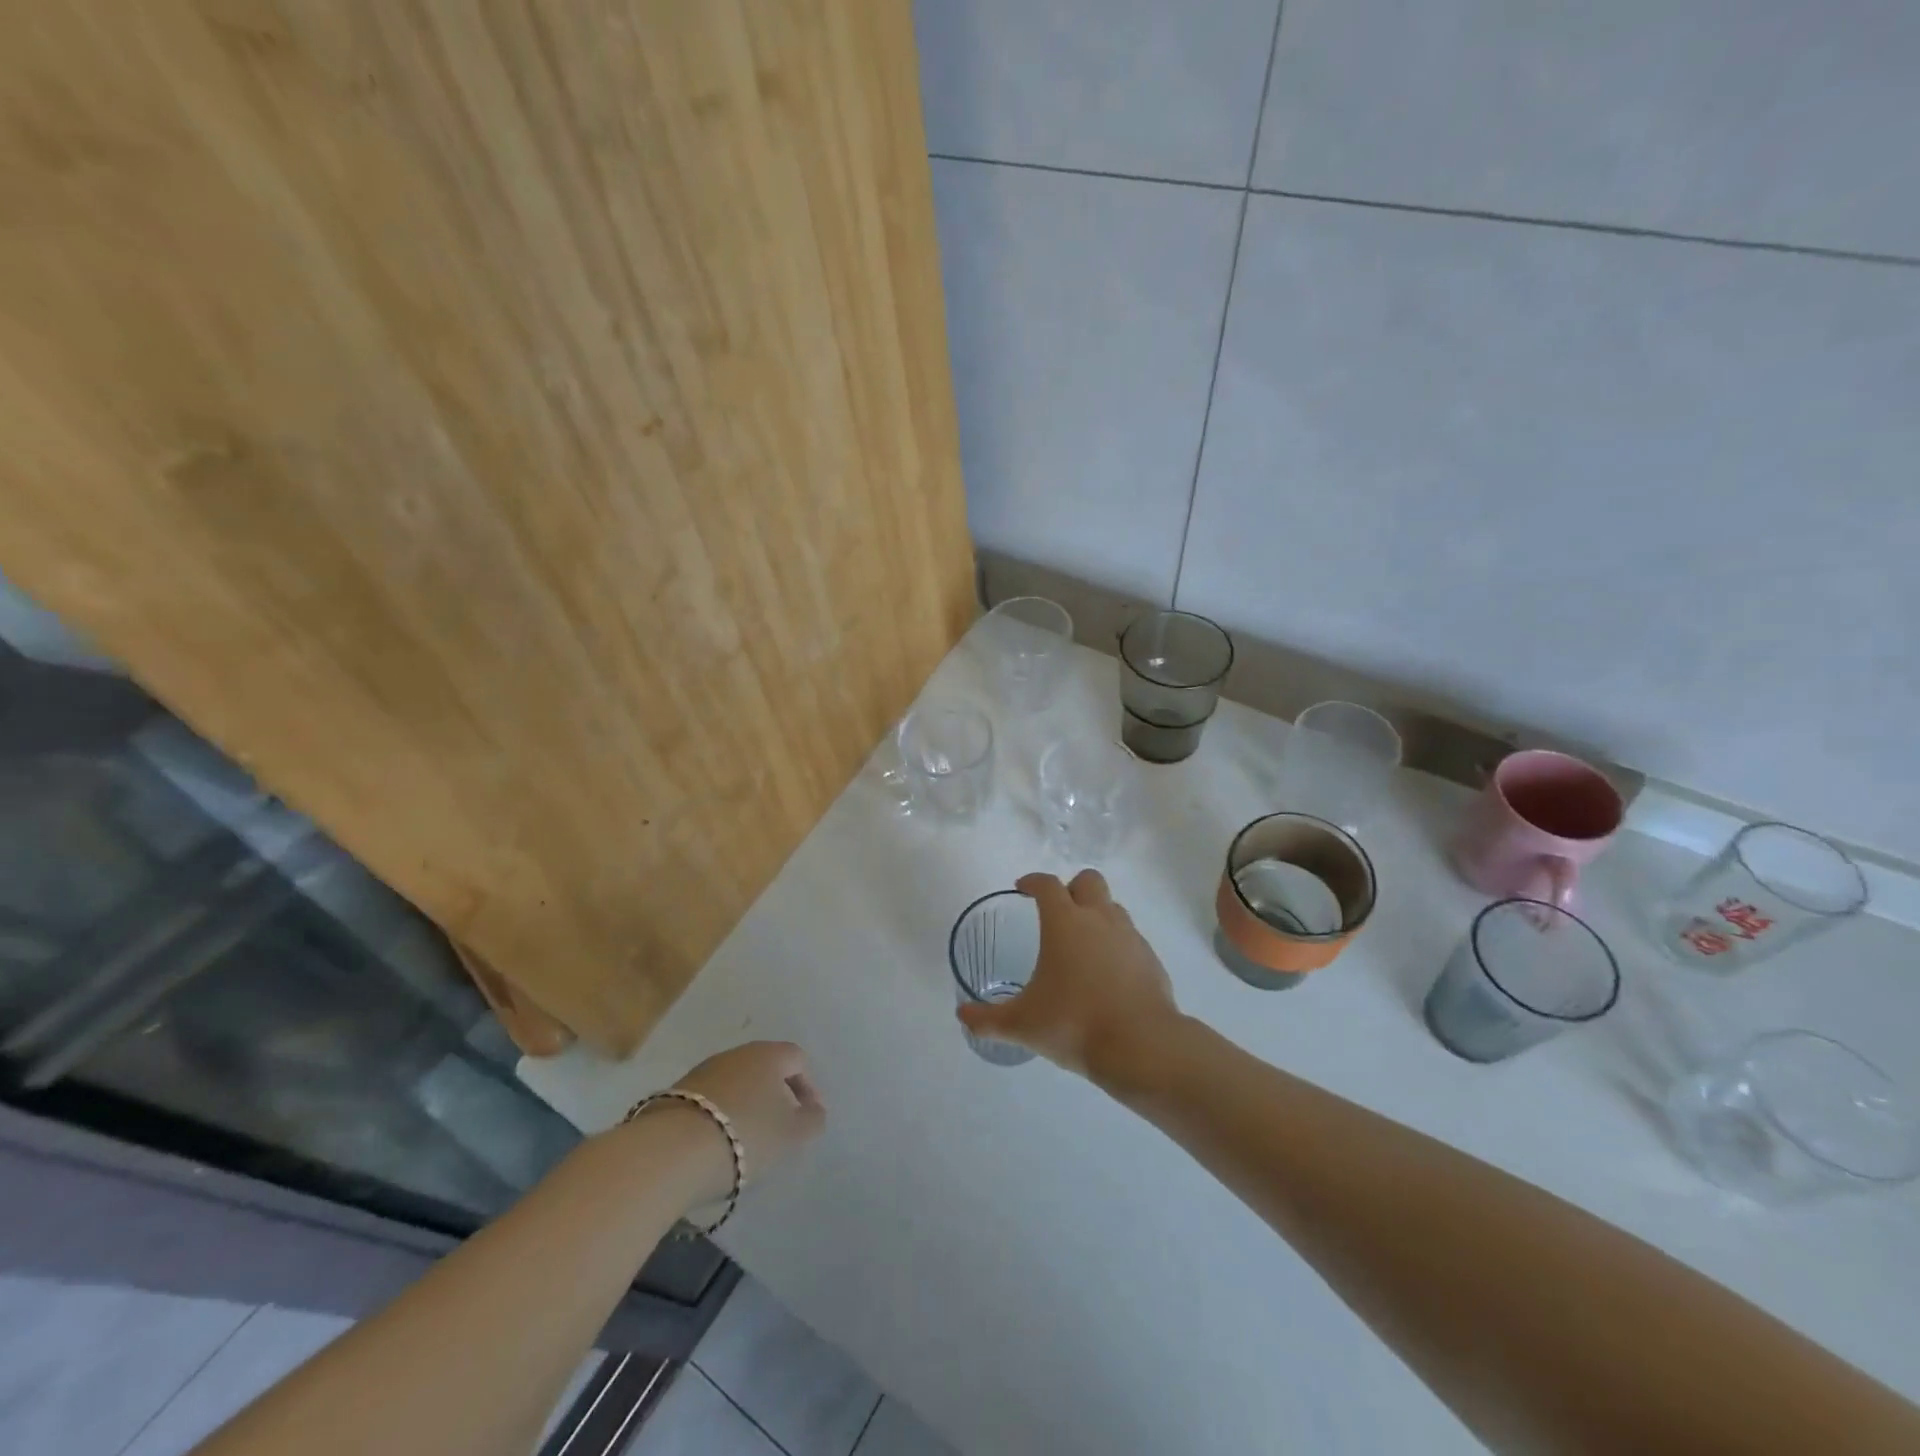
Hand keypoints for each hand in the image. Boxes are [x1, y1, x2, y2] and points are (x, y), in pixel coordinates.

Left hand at [666, 1042, 826, 1204]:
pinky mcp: (675, 1094)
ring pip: (735, 1084)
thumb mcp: (792, 1135)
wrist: (672, 1151)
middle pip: (764, 1069)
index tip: (808, 1118)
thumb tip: (814, 1111)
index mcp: (768, 1055)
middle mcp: (736, 1054)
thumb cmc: (746, 1135)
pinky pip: (709, 1101)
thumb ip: (812, 1120)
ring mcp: (702, 1072)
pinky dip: (719, 1117)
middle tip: (780, 1129)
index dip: (808, 1087)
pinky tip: (716, 1145)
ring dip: (745, 1106)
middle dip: (775, 1096)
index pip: (797, 1059)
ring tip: (746, 1142)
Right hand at [956, 870, 1180, 1079]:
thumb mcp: (1022, 1024)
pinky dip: (1117, 945)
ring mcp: (1130, 937)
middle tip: (1057, 912)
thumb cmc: (1074, 1024)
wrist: (1141, 1046)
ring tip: (1082, 945)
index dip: (1033, 881)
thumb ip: (988, 1019)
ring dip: (1096, 914)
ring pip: (1113, 907)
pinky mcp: (1151, 959)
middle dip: (1071, 888)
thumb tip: (962, 1016)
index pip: (1047, 884)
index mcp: (1065, 922)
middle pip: (1088, 880)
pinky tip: (1107, 974)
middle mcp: (1099, 918)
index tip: (1022, 888)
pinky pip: (1130, 939)